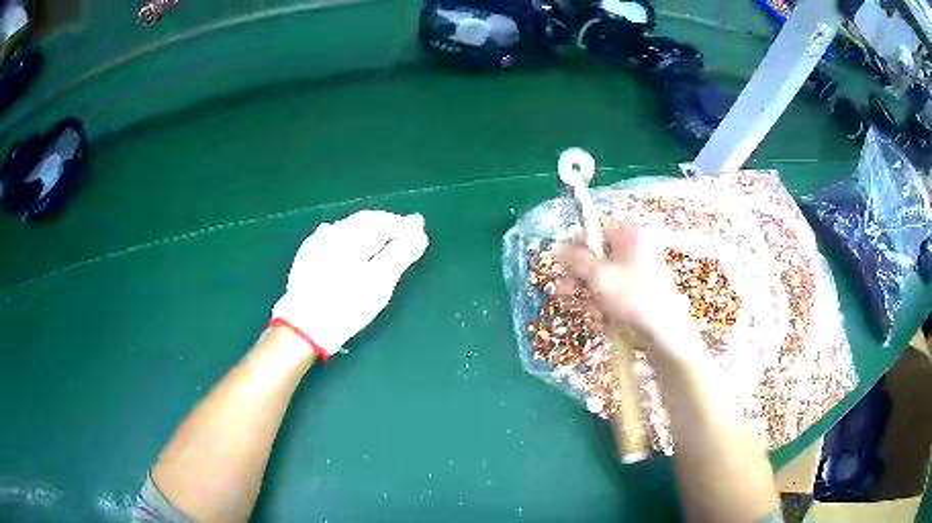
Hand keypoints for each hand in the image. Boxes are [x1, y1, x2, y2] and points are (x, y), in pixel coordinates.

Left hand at [272, 209, 428, 358]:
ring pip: (349, 227)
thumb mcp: (380, 282)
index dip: (404, 224)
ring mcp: (317, 242)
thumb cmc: (347, 305)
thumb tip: (418, 234)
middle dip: (387, 224)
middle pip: (366, 220)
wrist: (304, 326)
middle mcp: (335, 231)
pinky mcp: (307, 255)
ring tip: (381, 239)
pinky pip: (334, 236)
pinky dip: (350, 237)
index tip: (419, 229)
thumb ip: (401, 254)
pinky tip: (351, 247)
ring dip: (368, 229)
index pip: (385, 221)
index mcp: (354, 235)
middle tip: (404, 233)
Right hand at [557, 228, 701, 364]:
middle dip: (581, 280)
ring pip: (604, 283)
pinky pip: (615, 297)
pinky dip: (606, 309)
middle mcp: (636, 253)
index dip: (576, 249)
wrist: (665, 332)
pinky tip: (604, 322)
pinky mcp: (641, 297)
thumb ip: (576, 260)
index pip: (596, 234)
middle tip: (566, 292)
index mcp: (630, 239)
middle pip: (598, 261)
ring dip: (592, 299)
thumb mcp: (599, 276)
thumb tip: (558, 246)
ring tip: (593, 314)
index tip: (561, 265)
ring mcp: (640, 276)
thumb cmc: (632, 298)